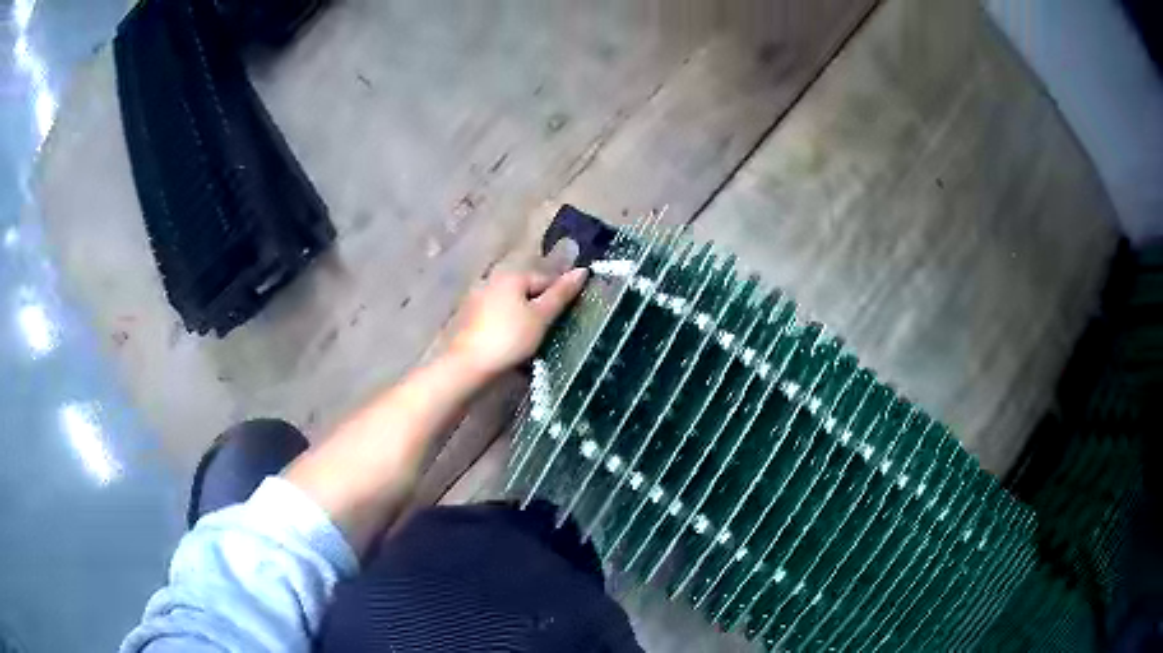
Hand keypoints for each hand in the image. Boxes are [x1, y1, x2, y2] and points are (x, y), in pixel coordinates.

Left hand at [447, 268, 588, 379]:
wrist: (467, 366)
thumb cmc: (509, 339)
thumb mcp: (541, 317)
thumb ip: (561, 294)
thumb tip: (583, 270)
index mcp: (511, 275)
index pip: (546, 279)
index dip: (560, 298)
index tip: (567, 320)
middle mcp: (492, 281)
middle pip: (527, 292)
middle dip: (540, 309)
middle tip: (551, 333)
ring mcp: (478, 300)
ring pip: (512, 306)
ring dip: (524, 321)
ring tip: (533, 343)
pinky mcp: (469, 320)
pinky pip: (498, 319)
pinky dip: (508, 329)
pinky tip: (512, 346)